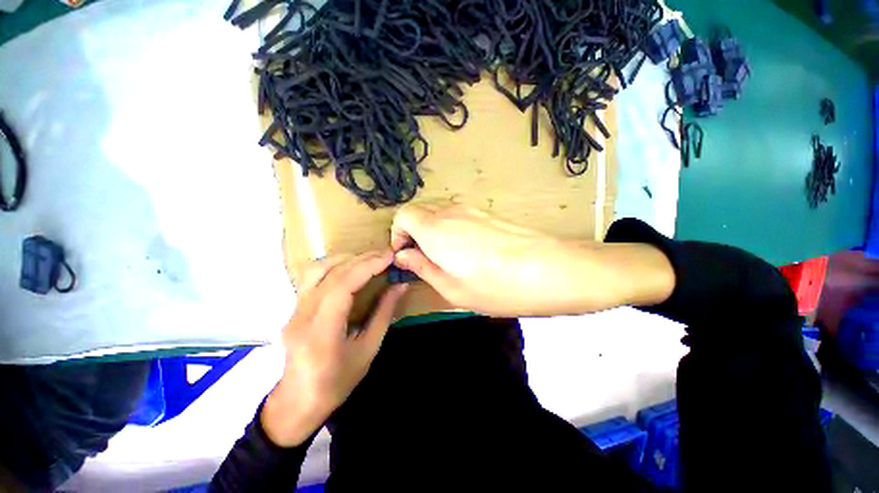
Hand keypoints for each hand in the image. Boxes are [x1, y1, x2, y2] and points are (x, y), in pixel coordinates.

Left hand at [261, 251, 406, 446]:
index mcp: (321, 331)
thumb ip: (384, 313)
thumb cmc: (337, 381)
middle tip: (386, 255)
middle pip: (331, 273)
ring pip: (316, 269)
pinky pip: (312, 276)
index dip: (368, 266)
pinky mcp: (294, 307)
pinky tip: (350, 268)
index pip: (343, 285)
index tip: (389, 257)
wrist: (297, 402)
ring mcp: (294, 309)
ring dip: (346, 258)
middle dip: (362, 259)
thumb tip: (400, 285)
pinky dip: (334, 265)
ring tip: (369, 259)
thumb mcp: (368, 349)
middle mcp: (302, 315)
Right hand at [390, 204, 674, 316]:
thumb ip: (422, 267)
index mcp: (435, 229)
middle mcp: (450, 212)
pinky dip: (451, 231)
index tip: (406, 255)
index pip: (403, 215)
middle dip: (414, 234)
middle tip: (425, 260)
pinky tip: (469, 253)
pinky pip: (458, 217)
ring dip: (433, 233)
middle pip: (420, 213)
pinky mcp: (487, 213)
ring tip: (448, 259)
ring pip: (439, 215)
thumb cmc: (496, 287)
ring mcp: (471, 210)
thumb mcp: (452, 288)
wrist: (550, 270)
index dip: (398, 234)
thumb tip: (403, 255)